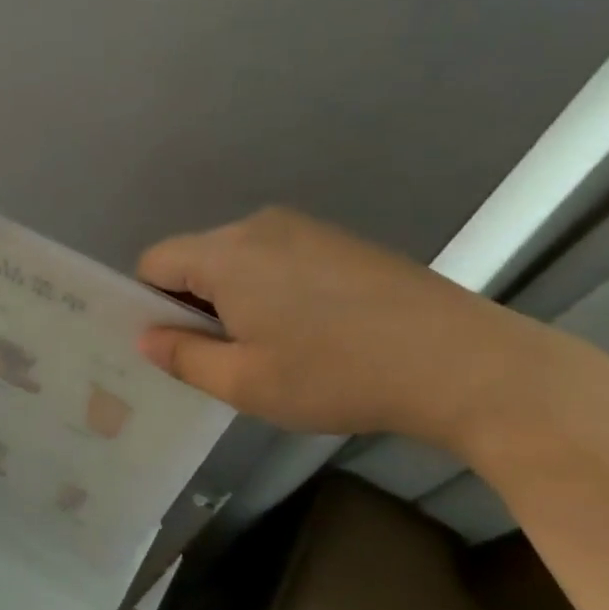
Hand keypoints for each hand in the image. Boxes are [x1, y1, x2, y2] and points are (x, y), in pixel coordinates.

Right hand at [136, 207, 555, 448]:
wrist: (462, 363)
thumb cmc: (336, 375)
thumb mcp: (244, 383)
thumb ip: (182, 357)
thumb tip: (146, 337)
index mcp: (225, 254)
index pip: (154, 262)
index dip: (149, 303)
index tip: (175, 345)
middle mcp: (258, 226)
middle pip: (196, 257)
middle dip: (193, 302)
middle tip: (223, 355)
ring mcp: (305, 228)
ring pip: (238, 258)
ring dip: (234, 297)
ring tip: (272, 347)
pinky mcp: (340, 240)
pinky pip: (277, 257)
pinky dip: (271, 288)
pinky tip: (312, 330)